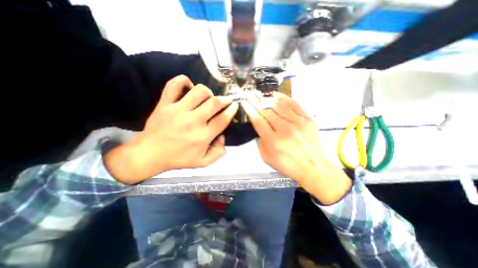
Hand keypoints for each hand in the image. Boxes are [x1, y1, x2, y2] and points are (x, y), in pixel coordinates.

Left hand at [105, 75, 238, 183]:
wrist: (149, 154)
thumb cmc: (178, 159)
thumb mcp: (203, 162)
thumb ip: (219, 152)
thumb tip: (222, 136)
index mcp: (202, 136)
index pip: (223, 119)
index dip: (232, 110)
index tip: (235, 106)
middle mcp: (193, 121)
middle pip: (214, 103)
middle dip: (225, 99)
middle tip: (226, 101)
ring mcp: (177, 110)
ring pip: (199, 91)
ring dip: (208, 92)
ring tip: (208, 98)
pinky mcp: (165, 104)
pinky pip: (173, 85)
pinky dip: (183, 81)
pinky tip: (189, 86)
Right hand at [243, 94, 349, 203]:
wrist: (312, 166)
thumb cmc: (287, 164)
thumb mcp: (267, 158)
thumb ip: (260, 142)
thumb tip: (259, 127)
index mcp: (273, 141)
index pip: (258, 121)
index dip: (250, 110)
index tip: (245, 103)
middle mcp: (285, 130)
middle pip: (267, 111)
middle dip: (257, 102)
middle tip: (251, 96)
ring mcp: (298, 123)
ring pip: (280, 105)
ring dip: (268, 99)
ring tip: (262, 95)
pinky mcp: (308, 120)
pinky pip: (294, 104)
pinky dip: (284, 98)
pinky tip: (276, 95)